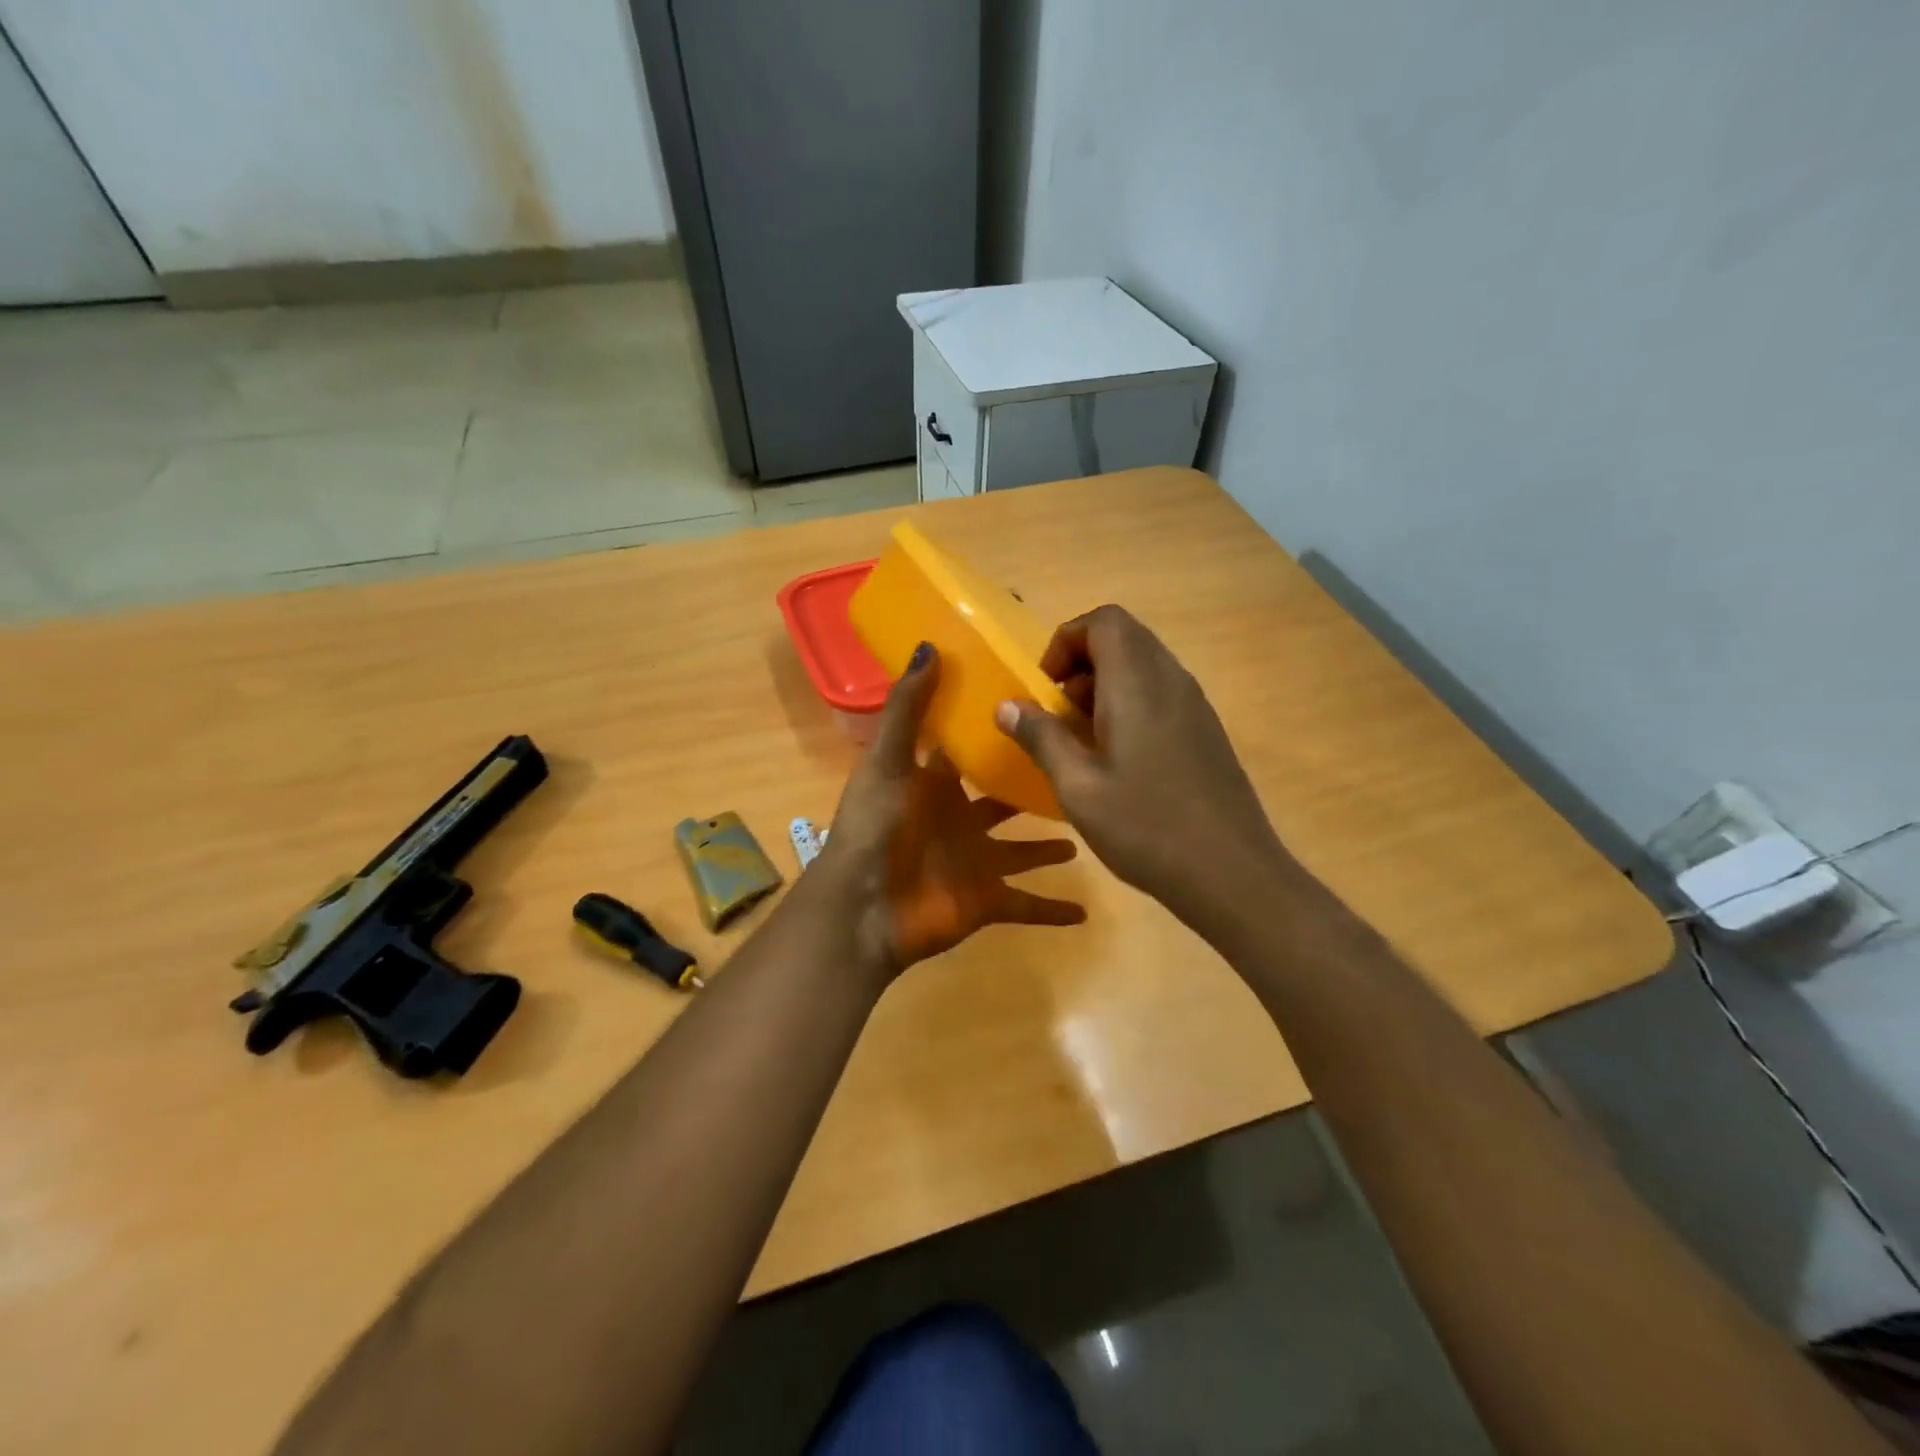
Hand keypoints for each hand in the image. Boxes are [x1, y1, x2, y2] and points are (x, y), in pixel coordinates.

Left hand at [820, 644, 1085, 977]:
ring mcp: (975, 864)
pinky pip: (1027, 906)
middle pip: (1002, 801)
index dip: (996, 733)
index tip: (1037, 709)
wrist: (864, 910)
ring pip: (1022, 852)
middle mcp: (959, 822)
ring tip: (1087, 827)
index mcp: (935, 786)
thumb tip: (929, 646)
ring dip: (1049, 846)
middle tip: (1077, 767)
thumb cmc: (877, 828)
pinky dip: (1053, 910)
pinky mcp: (987, 902)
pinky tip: (1087, 912)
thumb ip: (909, 707)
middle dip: (1031, 787)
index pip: (970, 754)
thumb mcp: (889, 760)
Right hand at [994, 606, 1291, 929]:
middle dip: (1081, 664)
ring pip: (1143, 666)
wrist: (1232, 873)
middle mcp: (1171, 680)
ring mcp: (1195, 705)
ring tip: (1083, 740)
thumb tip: (1007, 705)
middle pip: (1124, 638)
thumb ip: (1041, 738)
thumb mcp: (1077, 786)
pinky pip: (1161, 694)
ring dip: (1104, 687)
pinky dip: (1130, 705)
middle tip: (1059, 713)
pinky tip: (1118, 761)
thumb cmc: (1146, 826)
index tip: (1046, 688)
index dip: (1066, 641)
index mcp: (1137, 683)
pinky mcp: (1206, 731)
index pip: (1104, 621)